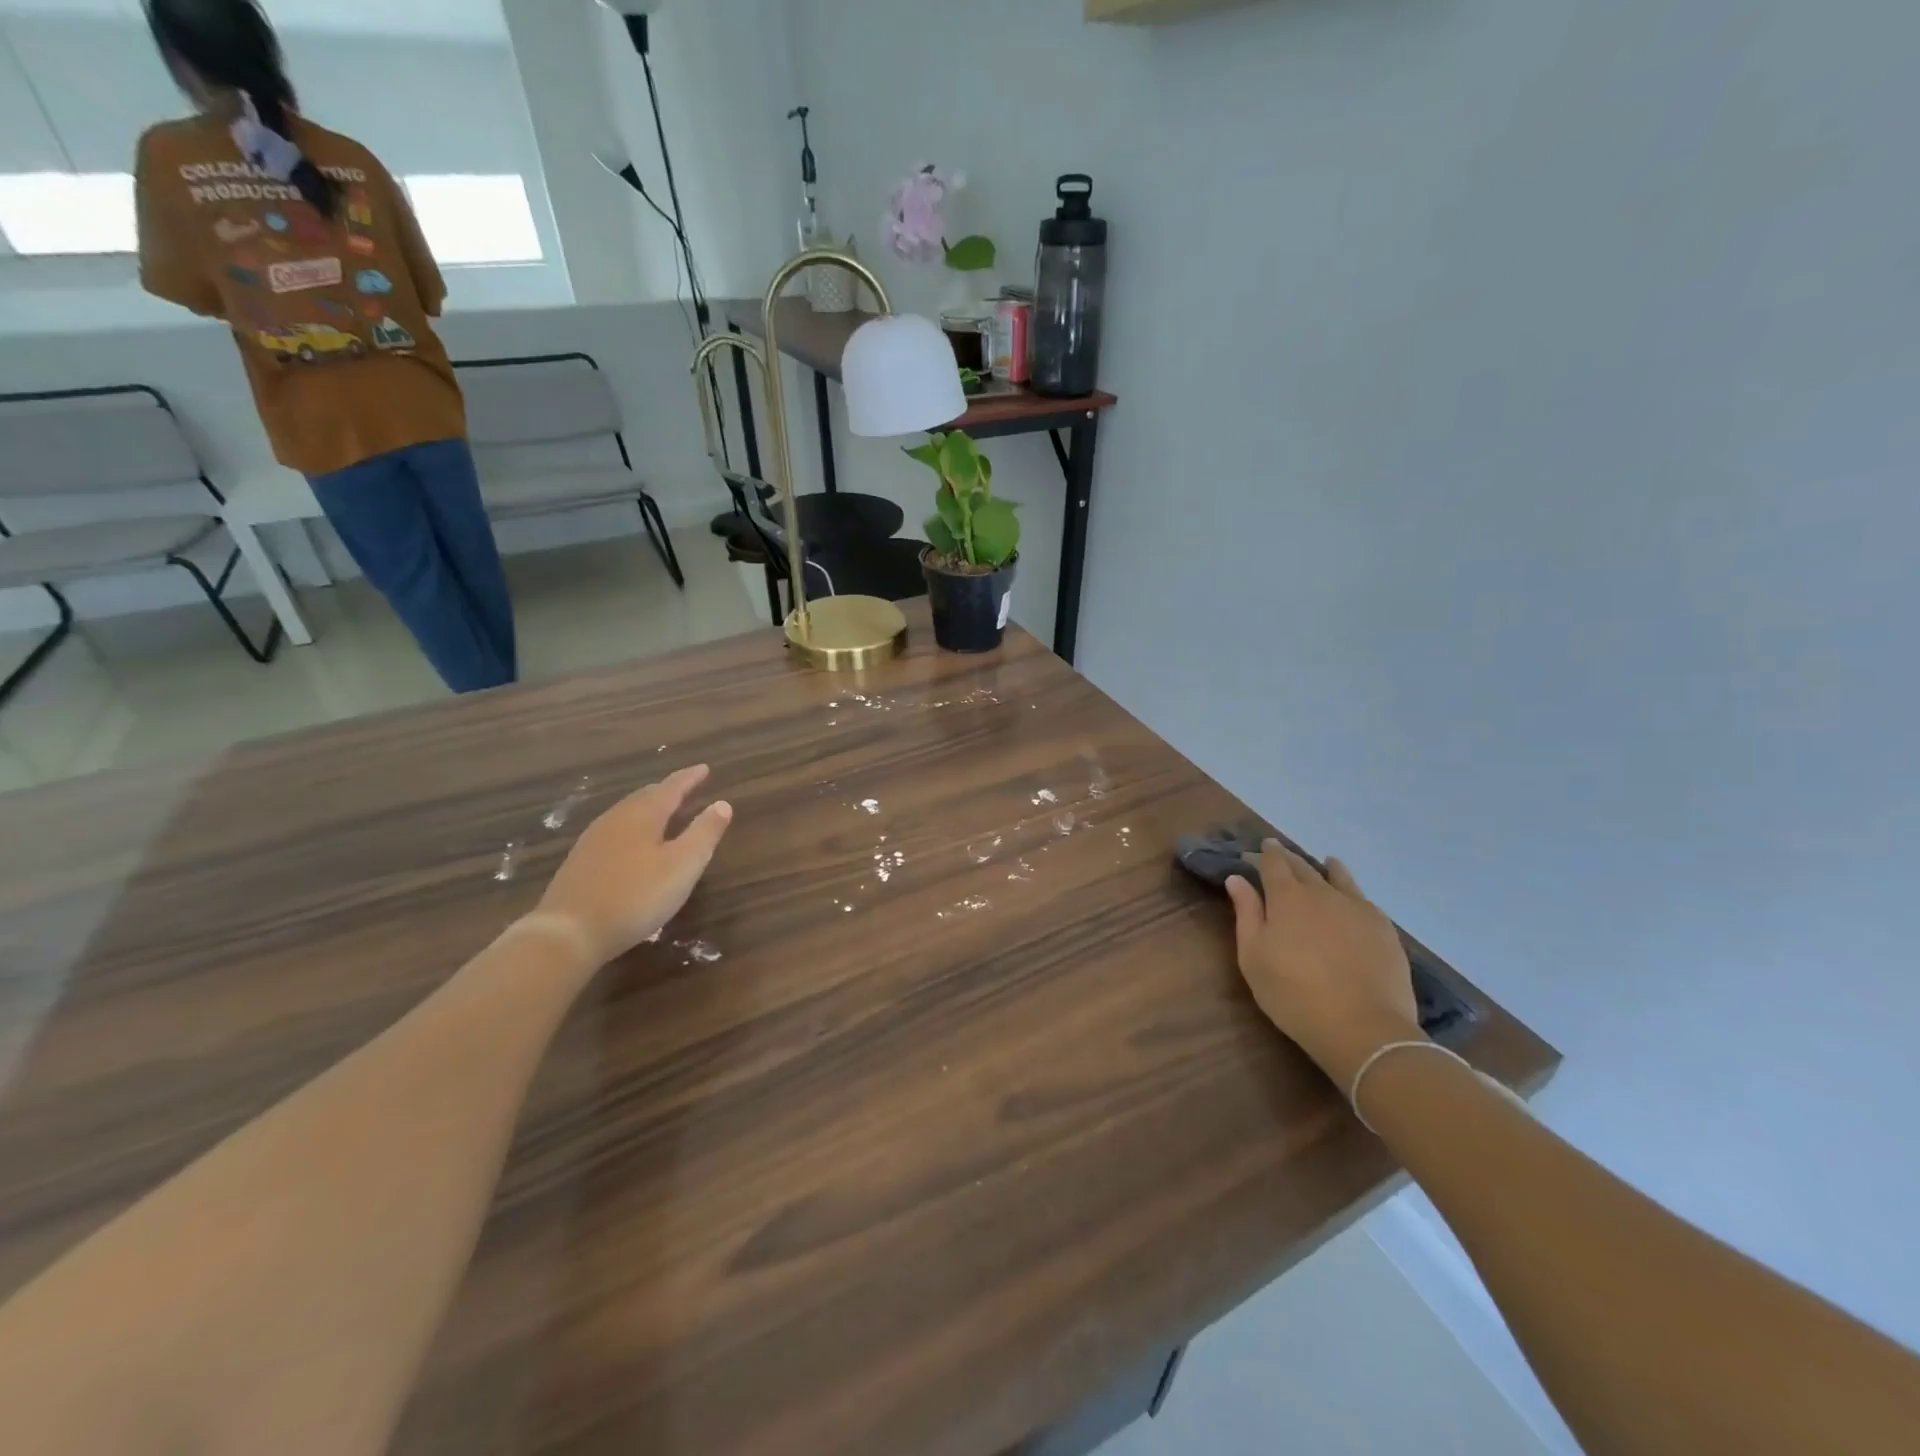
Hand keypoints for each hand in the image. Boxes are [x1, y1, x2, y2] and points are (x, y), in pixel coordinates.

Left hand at [537, 766, 732, 965]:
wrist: (568, 933)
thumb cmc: (636, 896)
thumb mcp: (683, 865)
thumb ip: (704, 833)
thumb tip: (723, 803)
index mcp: (643, 815)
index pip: (671, 788)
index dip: (690, 779)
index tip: (705, 768)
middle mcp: (616, 819)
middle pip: (645, 797)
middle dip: (667, 791)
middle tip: (685, 788)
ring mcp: (593, 840)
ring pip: (626, 813)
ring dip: (648, 808)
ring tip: (663, 812)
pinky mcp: (580, 863)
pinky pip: (613, 832)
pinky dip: (632, 828)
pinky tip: (632, 844)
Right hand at [1225, 843, 1423, 1088]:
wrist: (1363, 1028)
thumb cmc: (1294, 994)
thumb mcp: (1254, 957)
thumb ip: (1246, 913)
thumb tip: (1237, 879)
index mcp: (1287, 897)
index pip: (1273, 863)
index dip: (1263, 854)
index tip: (1257, 850)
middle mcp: (1323, 893)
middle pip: (1303, 866)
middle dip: (1288, 858)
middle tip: (1279, 854)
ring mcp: (1357, 908)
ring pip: (1339, 877)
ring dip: (1326, 868)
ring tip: (1324, 864)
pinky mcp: (1384, 928)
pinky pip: (1362, 899)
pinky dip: (1350, 891)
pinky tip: (1351, 899)